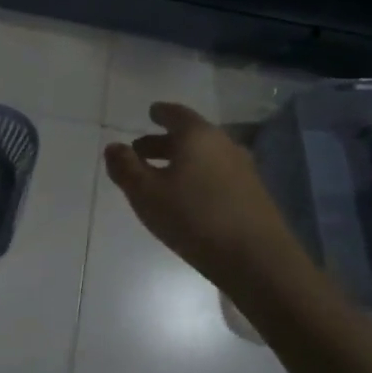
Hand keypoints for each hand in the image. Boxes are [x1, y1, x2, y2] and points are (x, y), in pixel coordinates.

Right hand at [103, 103, 309, 289]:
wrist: (258, 259)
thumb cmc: (194, 218)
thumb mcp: (146, 194)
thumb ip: (125, 168)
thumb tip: (113, 147)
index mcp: (197, 136)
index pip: (175, 114)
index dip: (161, 113)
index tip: (151, 113)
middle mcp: (223, 144)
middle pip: (191, 135)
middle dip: (164, 141)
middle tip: (141, 151)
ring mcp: (243, 169)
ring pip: (205, 156)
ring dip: (181, 161)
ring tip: (161, 177)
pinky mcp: (253, 194)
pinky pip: (217, 174)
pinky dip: (198, 176)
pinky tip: (189, 197)